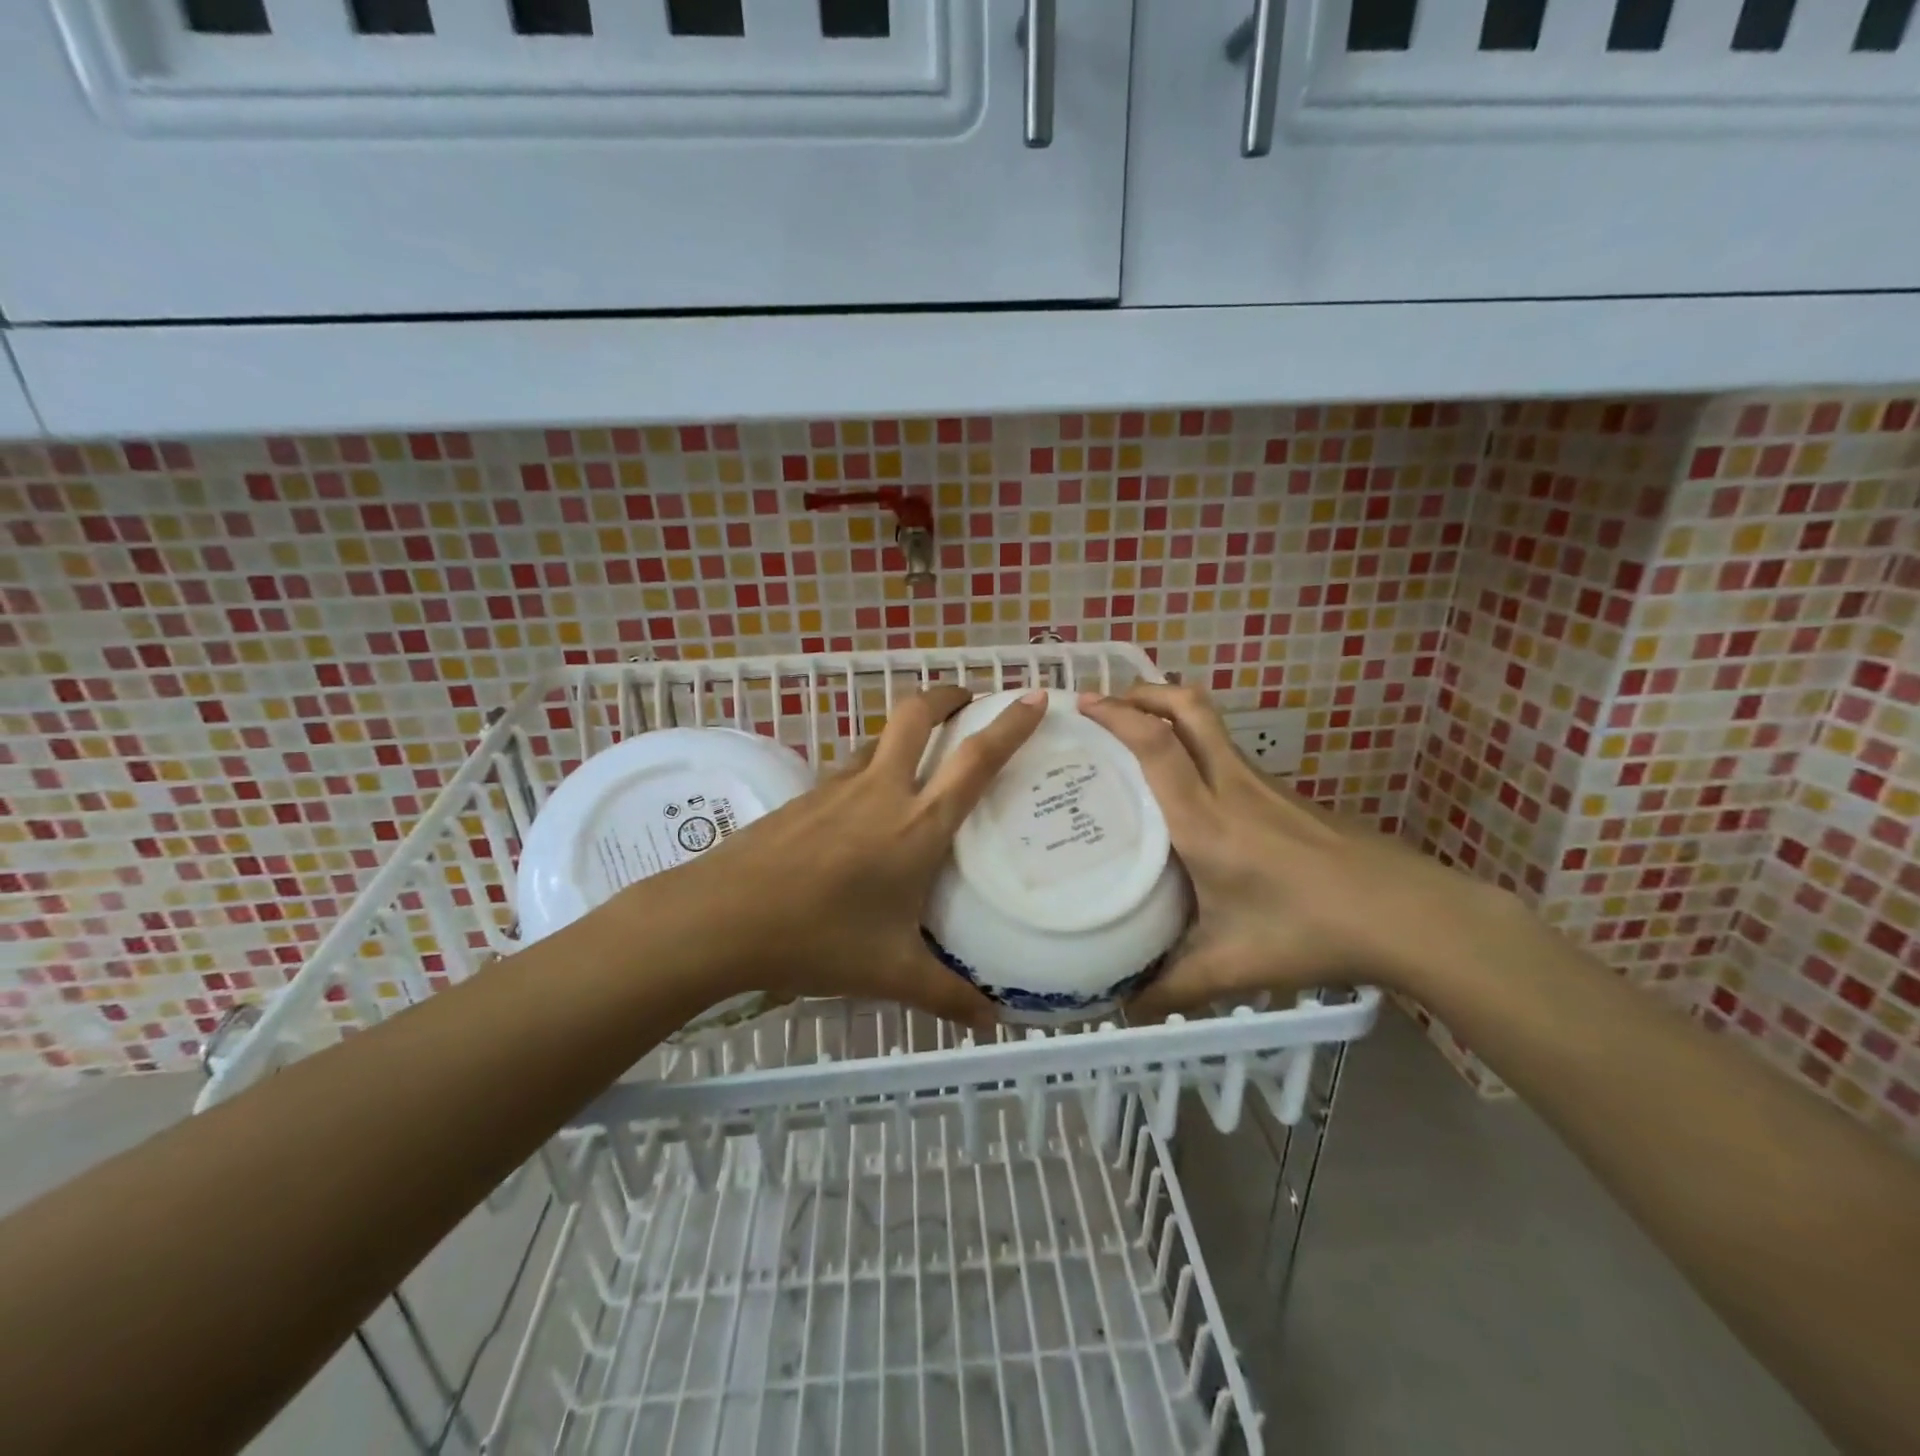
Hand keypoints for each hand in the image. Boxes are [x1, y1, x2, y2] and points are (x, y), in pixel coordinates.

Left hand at [650, 685, 1046, 1030]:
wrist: (721, 918)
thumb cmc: (817, 939)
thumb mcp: (890, 974)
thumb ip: (947, 996)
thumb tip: (992, 1023)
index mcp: (918, 826)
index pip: (975, 761)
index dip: (1009, 725)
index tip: (1033, 698)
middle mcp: (882, 791)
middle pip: (917, 715)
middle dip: (948, 696)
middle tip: (968, 701)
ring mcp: (837, 788)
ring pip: (880, 737)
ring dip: (907, 730)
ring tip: (923, 754)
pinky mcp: (805, 797)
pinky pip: (850, 767)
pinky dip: (872, 765)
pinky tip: (865, 807)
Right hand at [1078, 683, 1516, 1016]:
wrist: (1409, 916)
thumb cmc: (1311, 932)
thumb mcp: (1233, 966)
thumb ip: (1174, 988)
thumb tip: (1126, 1009)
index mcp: (1206, 821)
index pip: (1157, 746)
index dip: (1118, 715)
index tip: (1082, 704)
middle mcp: (1232, 787)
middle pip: (1189, 709)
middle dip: (1144, 692)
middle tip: (1107, 701)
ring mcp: (1264, 786)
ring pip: (1211, 726)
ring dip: (1170, 715)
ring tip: (1136, 737)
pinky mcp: (1287, 796)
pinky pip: (1229, 755)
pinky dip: (1196, 748)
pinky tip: (1190, 790)